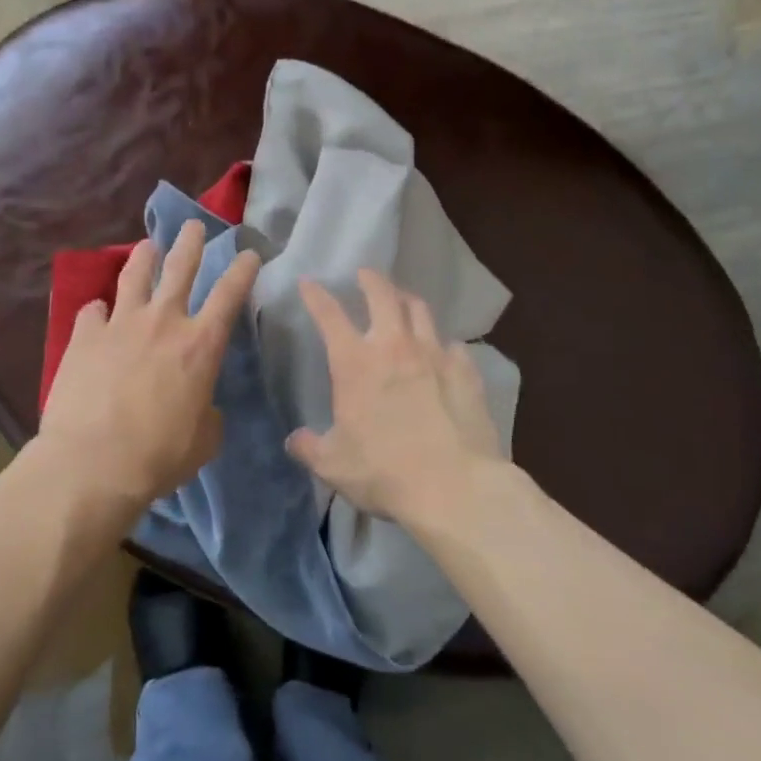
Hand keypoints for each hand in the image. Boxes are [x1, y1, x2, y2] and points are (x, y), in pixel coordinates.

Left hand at [38, 220, 260, 515]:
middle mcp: (163, 322)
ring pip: (134, 276)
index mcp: (200, 345)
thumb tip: (201, 404)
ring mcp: (120, 324)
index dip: (242, 270)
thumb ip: (207, 412)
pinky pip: (92, 311)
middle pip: (180, 268)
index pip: (229, 294)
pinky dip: (98, 309)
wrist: (93, 463)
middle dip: (191, 243)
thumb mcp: (204, 439)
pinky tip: (98, 310)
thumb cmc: (159, 455)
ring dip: (144, 257)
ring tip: (148, 246)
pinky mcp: (84, 337)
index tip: (248, 253)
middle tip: (194, 226)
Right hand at [287, 269, 502, 525]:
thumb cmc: (384, 472)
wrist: (454, 486)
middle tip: (365, 274)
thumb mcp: (333, 465)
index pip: (329, 315)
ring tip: (402, 300)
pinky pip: (452, 344)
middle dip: (371, 279)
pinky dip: (442, 342)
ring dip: (406, 300)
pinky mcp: (466, 371)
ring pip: (420, 310)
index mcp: (355, 363)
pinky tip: (442, 352)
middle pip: (383, 295)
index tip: (309, 283)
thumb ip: (310, 448)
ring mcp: (435, 354)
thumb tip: (294, 440)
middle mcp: (394, 346)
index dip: (316, 296)